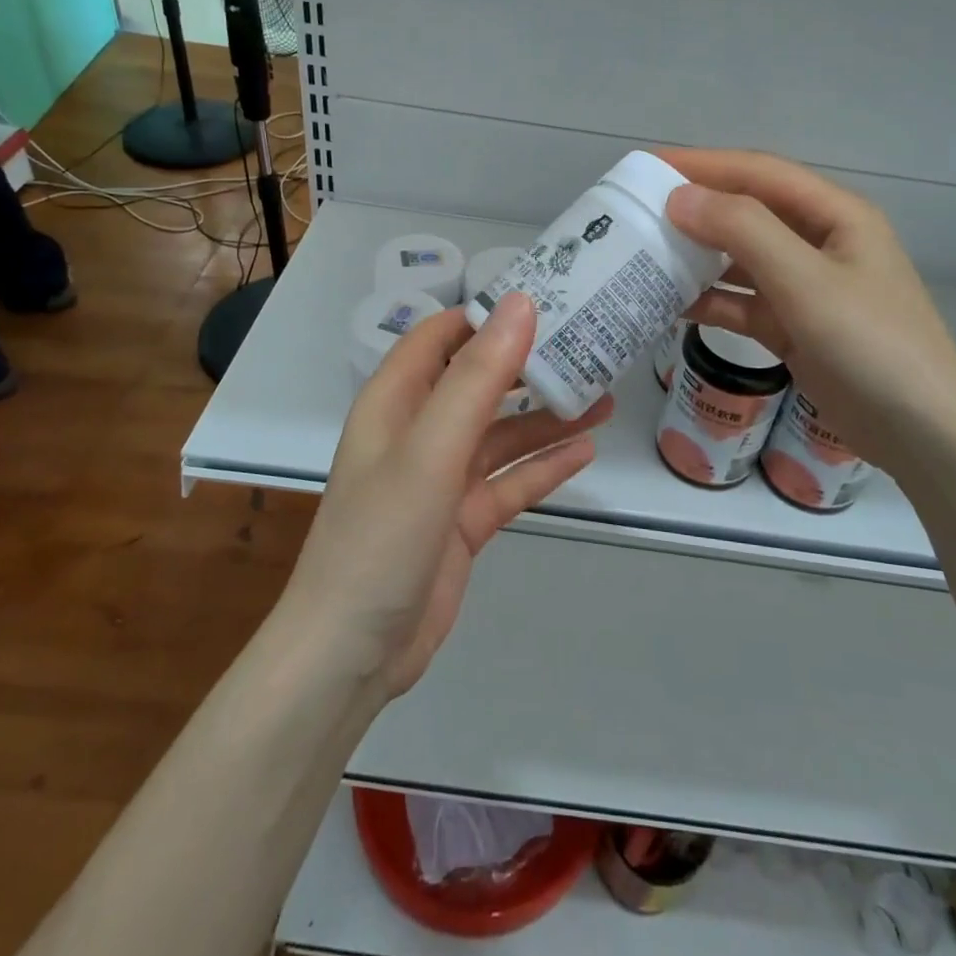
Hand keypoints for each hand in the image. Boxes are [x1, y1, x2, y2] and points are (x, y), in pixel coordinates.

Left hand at [284, 293, 610, 698]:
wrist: (351, 655)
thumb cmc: (382, 536)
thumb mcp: (432, 450)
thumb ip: (477, 377)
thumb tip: (519, 303)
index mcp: (397, 401)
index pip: (442, 335)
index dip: (487, 314)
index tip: (547, 300)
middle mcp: (418, 432)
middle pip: (479, 382)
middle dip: (528, 365)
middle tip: (589, 346)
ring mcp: (442, 479)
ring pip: (501, 434)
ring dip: (546, 417)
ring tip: (604, 398)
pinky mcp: (462, 520)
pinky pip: (510, 482)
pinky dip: (543, 467)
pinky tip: (585, 452)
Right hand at [660, 149, 955, 489]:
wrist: (924, 435)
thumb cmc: (872, 345)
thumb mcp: (807, 281)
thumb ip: (744, 232)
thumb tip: (679, 198)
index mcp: (834, 215)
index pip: (759, 173)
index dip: (702, 164)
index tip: (647, 166)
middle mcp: (820, 243)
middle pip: (747, 213)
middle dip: (695, 209)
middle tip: (637, 212)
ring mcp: (807, 288)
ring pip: (741, 259)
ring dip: (698, 256)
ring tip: (644, 255)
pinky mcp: (795, 328)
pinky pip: (743, 303)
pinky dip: (710, 301)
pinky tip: (670, 305)